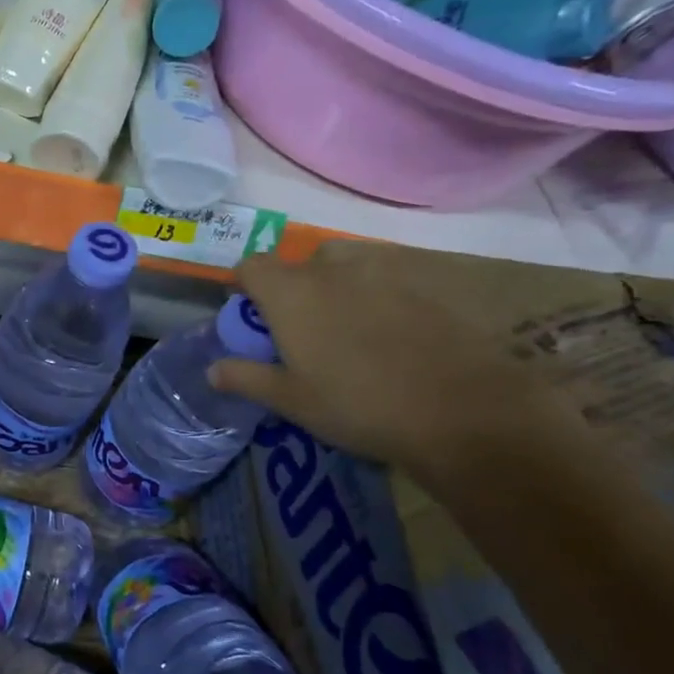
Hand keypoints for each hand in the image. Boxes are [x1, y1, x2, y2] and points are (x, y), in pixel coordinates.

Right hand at [210, 243, 584, 486]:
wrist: (461, 412)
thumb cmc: (356, 405)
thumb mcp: (290, 400)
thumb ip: (246, 377)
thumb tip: (212, 369)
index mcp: (292, 293)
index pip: (251, 266)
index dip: (244, 285)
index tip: (249, 314)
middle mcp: (333, 270)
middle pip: (301, 262)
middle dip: (293, 285)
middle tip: (300, 327)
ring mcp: (384, 272)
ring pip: (346, 265)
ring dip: (336, 285)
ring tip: (345, 327)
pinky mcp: (425, 285)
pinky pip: (387, 279)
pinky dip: (377, 296)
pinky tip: (389, 334)